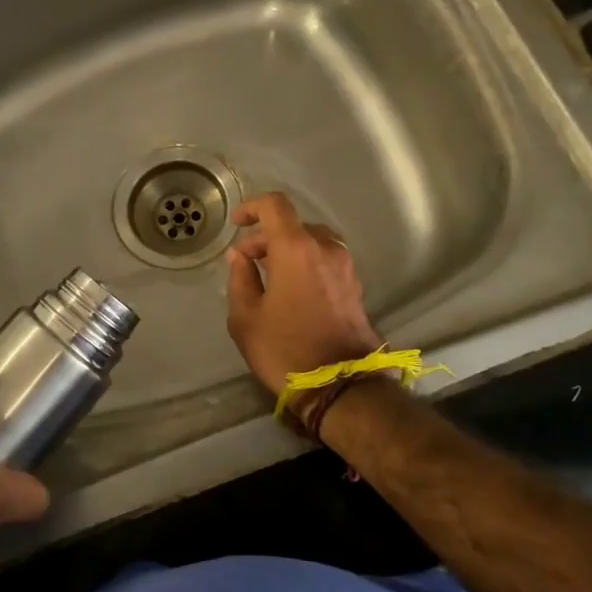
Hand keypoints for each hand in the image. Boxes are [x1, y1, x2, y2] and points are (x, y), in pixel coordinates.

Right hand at [226, 192, 379, 397]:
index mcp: (297, 249)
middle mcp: (326, 249)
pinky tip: (291, 291)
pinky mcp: (355, 285)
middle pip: (293, 225)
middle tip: (246, 263)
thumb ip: (240, 278)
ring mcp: (345, 267)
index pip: (275, 206)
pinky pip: (325, 259)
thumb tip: (240, 256)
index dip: (252, 207)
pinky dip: (305, 263)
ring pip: (311, 242)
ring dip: (288, 250)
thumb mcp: (245, 317)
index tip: (236, 225)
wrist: (340, 385)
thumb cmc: (285, 349)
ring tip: (268, 277)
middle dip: (266, 238)